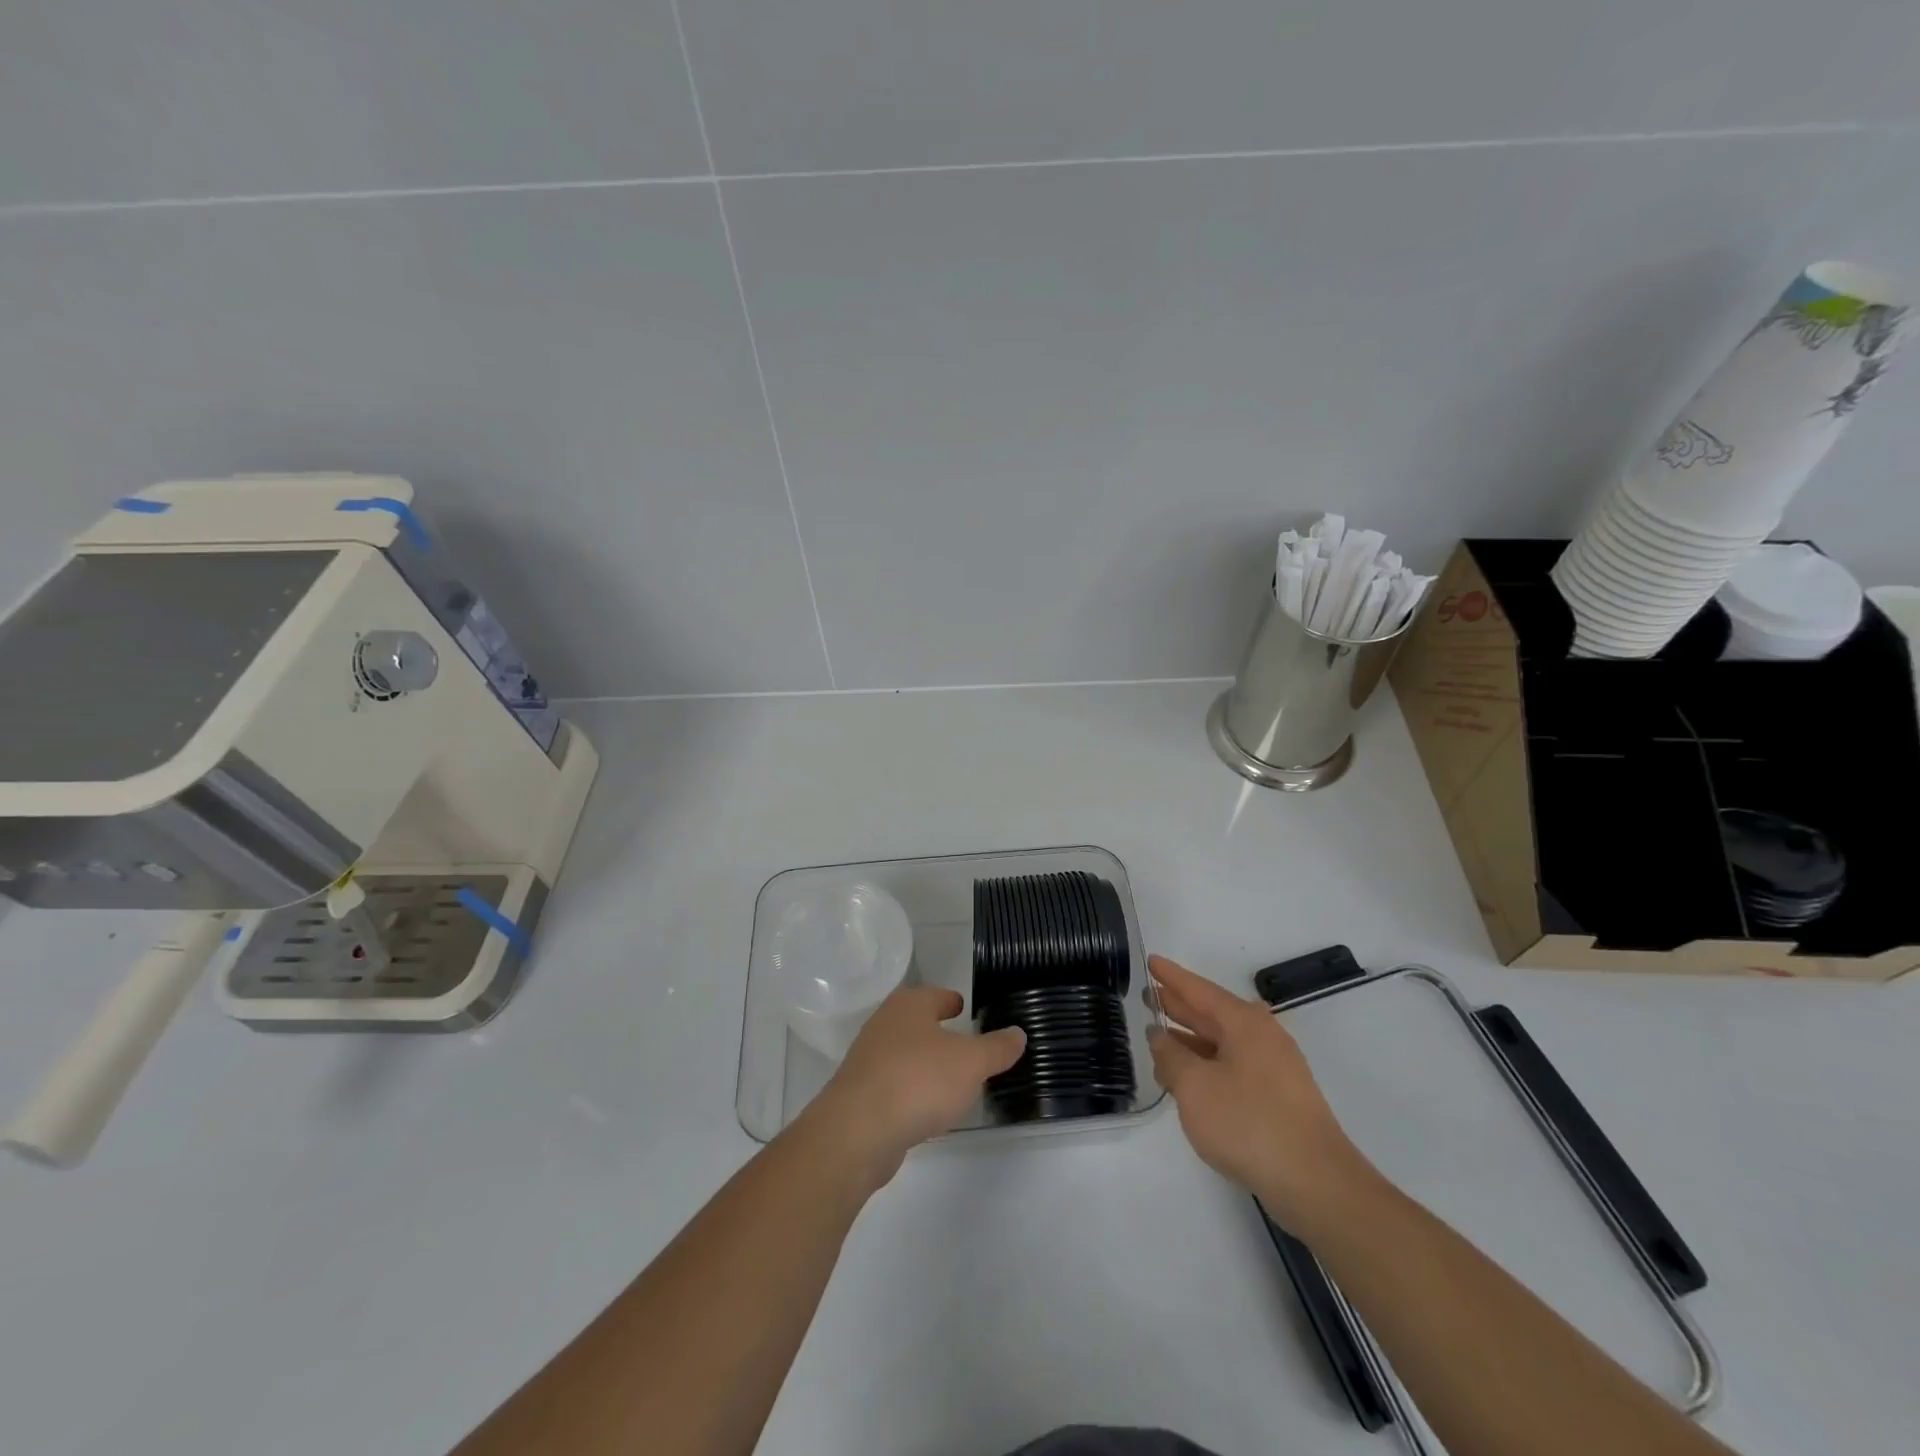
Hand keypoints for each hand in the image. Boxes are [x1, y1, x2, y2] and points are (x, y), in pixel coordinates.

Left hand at [805, 986, 1025, 1187]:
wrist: (858, 1131)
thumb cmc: (919, 1081)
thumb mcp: (971, 1063)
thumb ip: (997, 1048)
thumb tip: (1018, 1032)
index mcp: (909, 1005)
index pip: (936, 995)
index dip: (953, 1001)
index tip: (965, 1008)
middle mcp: (885, 1024)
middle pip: (918, 1023)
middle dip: (939, 1032)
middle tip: (966, 1044)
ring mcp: (869, 1060)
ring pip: (905, 1054)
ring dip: (925, 1063)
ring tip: (951, 1079)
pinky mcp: (861, 1094)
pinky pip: (895, 1085)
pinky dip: (912, 1090)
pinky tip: (926, 1108)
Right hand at [1147, 955, 1375, 1234]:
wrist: (1315, 1184)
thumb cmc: (1248, 1123)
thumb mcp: (1194, 1086)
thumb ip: (1170, 1056)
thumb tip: (1159, 1035)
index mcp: (1244, 1023)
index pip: (1199, 990)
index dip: (1171, 976)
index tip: (1150, 960)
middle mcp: (1262, 1037)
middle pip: (1212, 1013)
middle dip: (1180, 1005)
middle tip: (1148, 996)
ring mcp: (1274, 1068)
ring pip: (1222, 1042)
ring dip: (1190, 1039)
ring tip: (1159, 1037)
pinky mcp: (1278, 1098)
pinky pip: (1232, 1066)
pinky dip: (1206, 1064)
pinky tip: (1188, 1078)